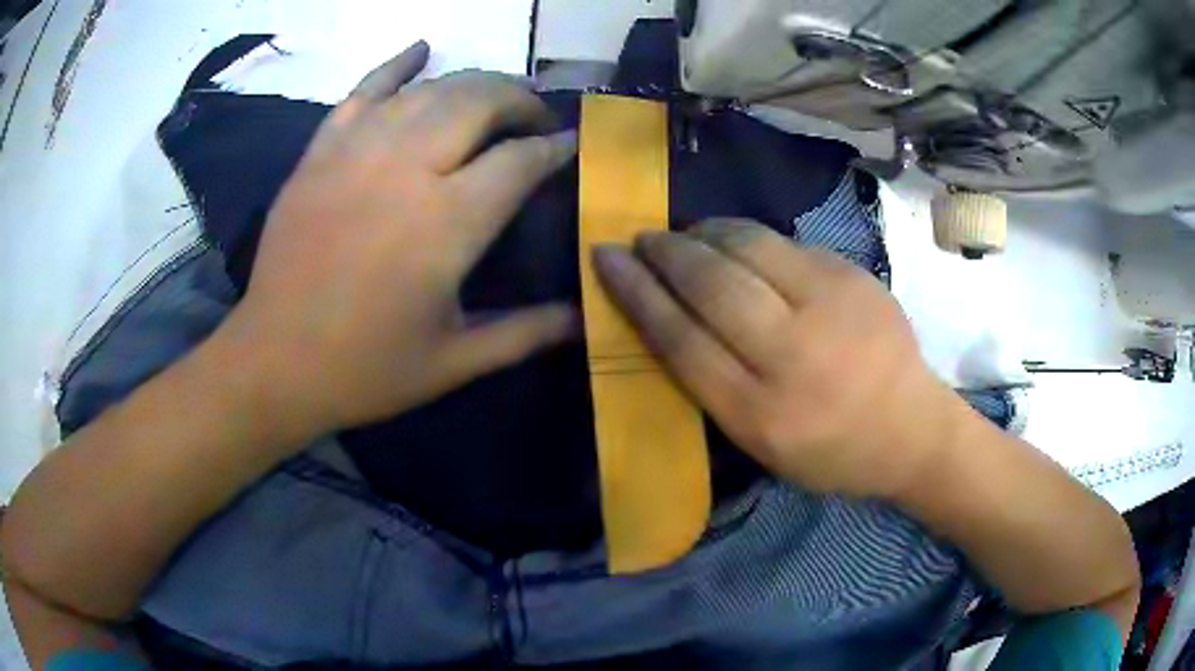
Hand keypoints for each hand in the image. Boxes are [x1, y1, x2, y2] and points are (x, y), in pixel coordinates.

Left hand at [216, 42, 577, 439]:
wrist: (274, 363)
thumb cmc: (365, 369)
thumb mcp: (454, 362)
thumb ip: (525, 334)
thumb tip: (584, 320)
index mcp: (446, 224)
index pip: (520, 160)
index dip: (553, 148)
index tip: (570, 145)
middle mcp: (406, 170)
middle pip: (478, 102)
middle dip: (519, 99)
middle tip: (534, 115)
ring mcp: (356, 153)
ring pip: (429, 90)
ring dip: (473, 82)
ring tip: (494, 94)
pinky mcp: (320, 153)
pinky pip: (363, 91)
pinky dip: (396, 65)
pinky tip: (422, 49)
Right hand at [593, 220, 959, 498]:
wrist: (912, 428)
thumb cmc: (829, 451)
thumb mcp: (759, 443)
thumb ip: (710, 382)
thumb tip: (668, 310)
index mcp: (761, 414)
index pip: (682, 339)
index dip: (637, 293)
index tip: (606, 259)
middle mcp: (794, 355)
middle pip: (713, 284)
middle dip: (667, 252)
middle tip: (644, 239)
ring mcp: (831, 306)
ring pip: (750, 246)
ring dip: (706, 233)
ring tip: (687, 235)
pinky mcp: (855, 276)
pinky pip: (787, 244)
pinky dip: (750, 239)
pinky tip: (740, 245)